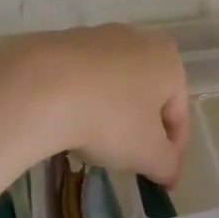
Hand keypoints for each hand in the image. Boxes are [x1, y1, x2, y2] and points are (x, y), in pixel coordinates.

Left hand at [21, 24, 190, 186]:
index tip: (162, 181)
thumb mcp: (147, 154)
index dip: (173, 152)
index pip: (180, 114)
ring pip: (114, 84)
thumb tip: (168, 171)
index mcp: (169, 61)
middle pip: (148, 95)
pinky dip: (81, 100)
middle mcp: (138, 40)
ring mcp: (97, 36)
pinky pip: (81, 79)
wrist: (38, 88)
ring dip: (111, 113)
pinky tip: (66, 122)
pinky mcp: (60, 41)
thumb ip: (166, 165)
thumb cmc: (109, 119)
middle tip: (130, 161)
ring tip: (93, 143)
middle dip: (142, 128)